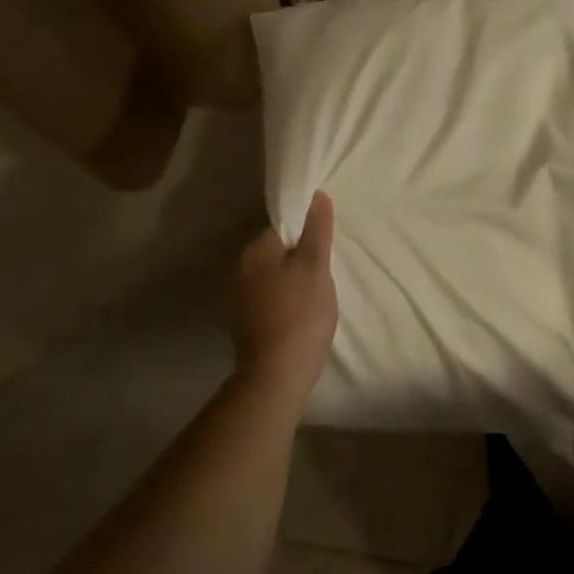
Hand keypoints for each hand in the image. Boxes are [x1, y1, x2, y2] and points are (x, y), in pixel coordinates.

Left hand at [233, 192, 337, 407]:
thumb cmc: (300, 314)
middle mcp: (243, 270)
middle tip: (331, 262)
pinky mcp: (250, 323)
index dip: (308, 227)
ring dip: (297, 276)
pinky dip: (290, 297)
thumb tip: (317, 195)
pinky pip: (274, 296)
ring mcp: (243, 299)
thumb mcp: (315, 266)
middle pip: (280, 249)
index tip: (329, 237)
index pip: (283, 225)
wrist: (276, 377)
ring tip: (323, 286)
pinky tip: (307, 308)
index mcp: (256, 252)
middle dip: (303, 253)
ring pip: (277, 274)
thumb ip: (317, 230)